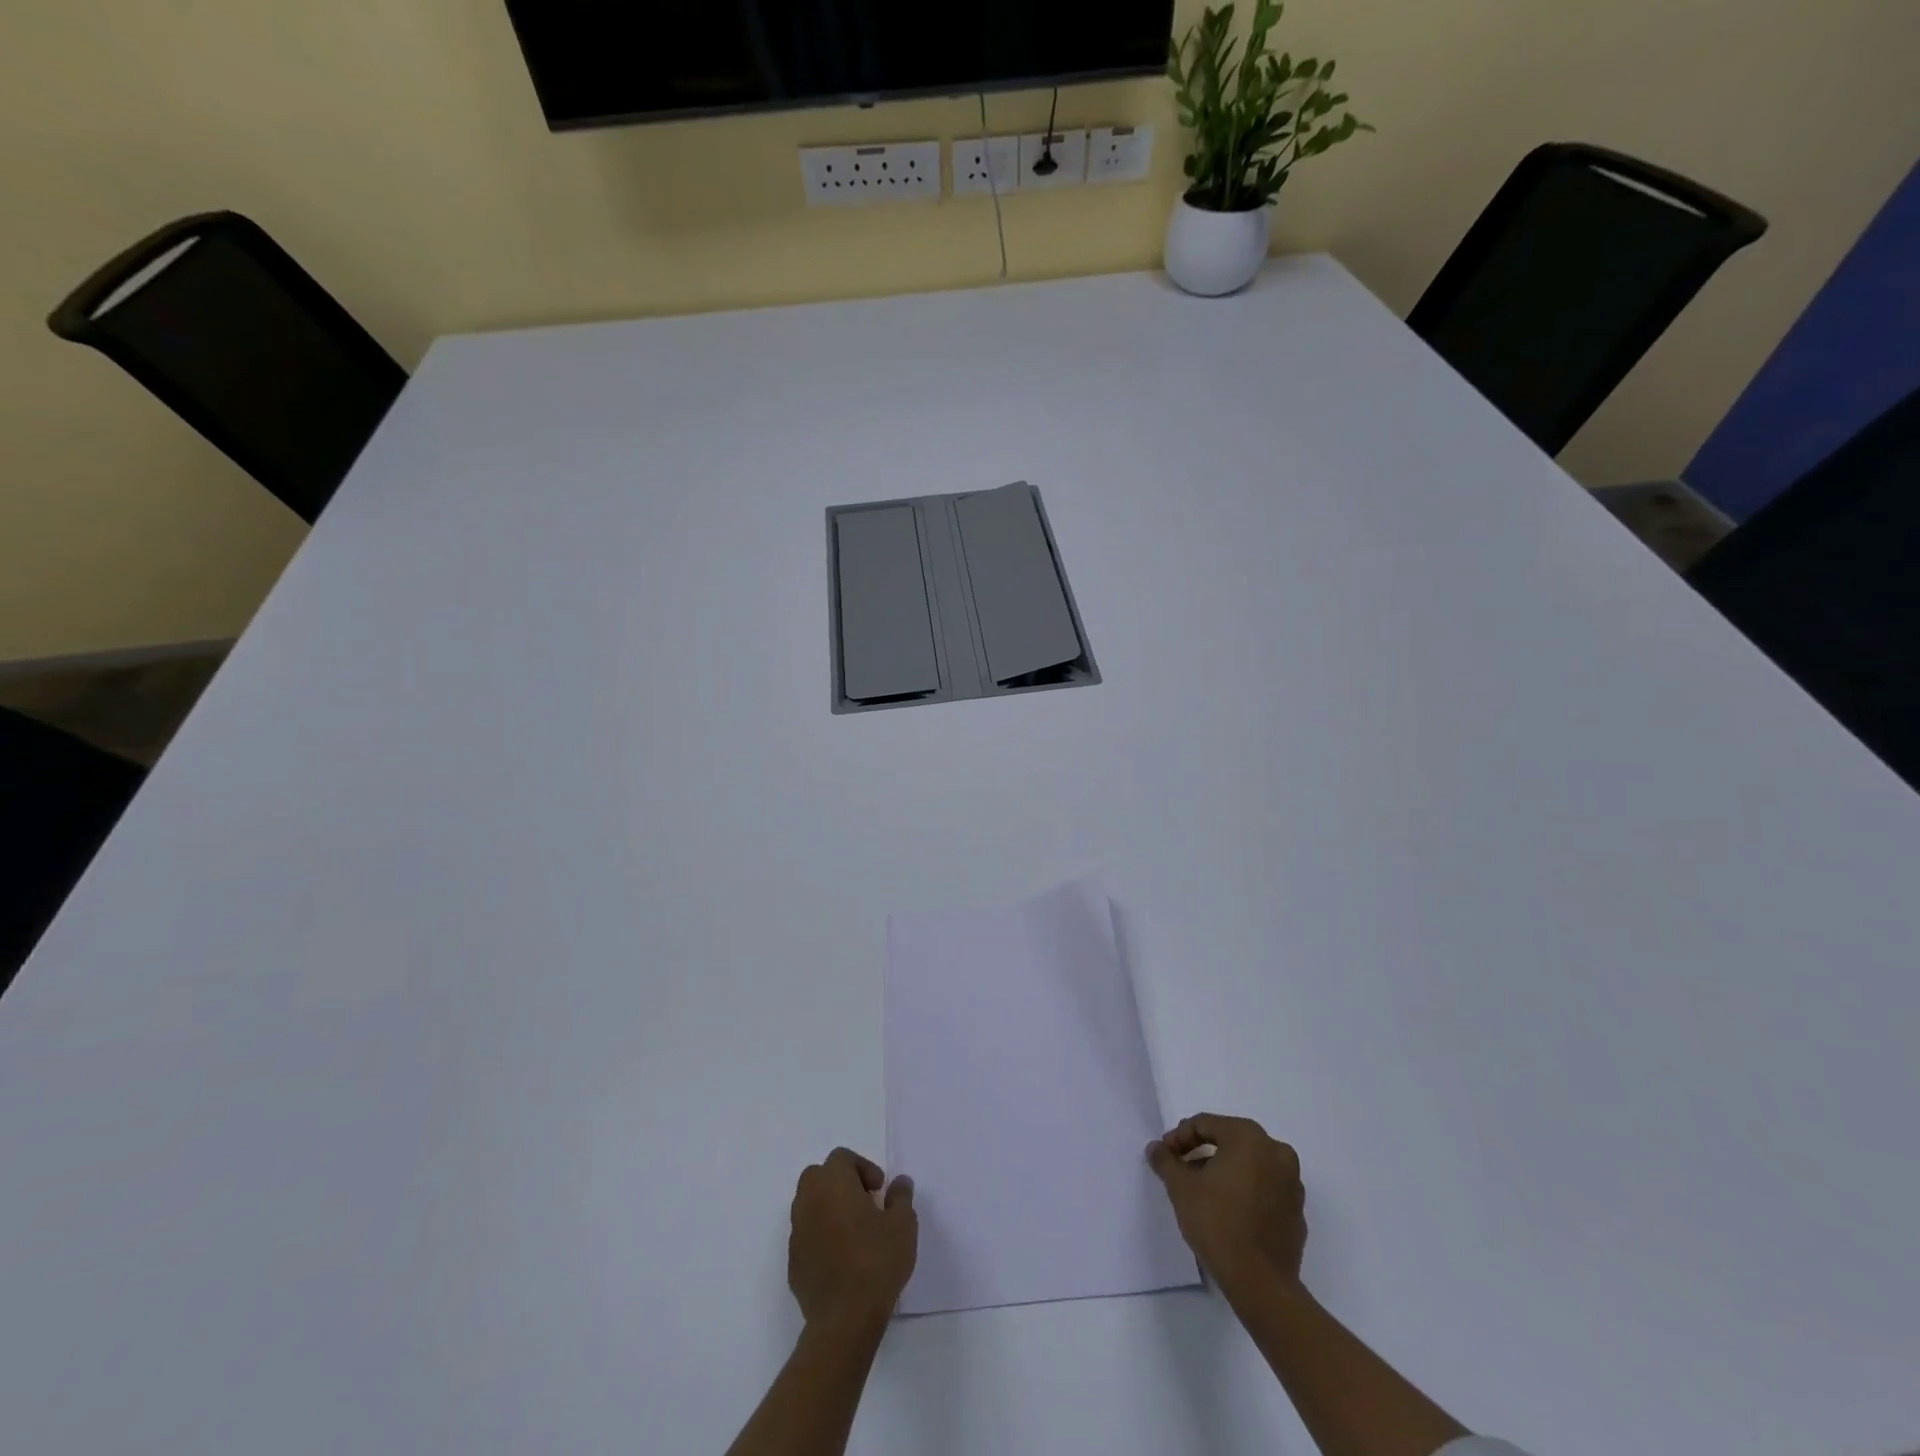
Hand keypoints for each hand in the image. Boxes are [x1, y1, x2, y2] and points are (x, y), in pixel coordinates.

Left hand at [787, 1148, 916, 1329]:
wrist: (844, 1320)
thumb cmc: (876, 1262)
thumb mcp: (903, 1224)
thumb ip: (901, 1197)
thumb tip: (900, 1182)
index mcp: (832, 1183)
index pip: (842, 1158)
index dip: (863, 1168)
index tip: (879, 1190)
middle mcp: (808, 1200)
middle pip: (819, 1176)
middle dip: (841, 1183)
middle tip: (865, 1204)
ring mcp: (797, 1232)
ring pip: (809, 1205)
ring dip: (829, 1209)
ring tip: (854, 1232)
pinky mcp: (793, 1262)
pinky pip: (807, 1235)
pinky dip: (821, 1236)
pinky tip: (841, 1259)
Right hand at [1147, 1113, 1306, 1296]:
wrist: (1261, 1284)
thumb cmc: (1218, 1223)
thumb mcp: (1181, 1187)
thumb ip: (1166, 1161)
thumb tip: (1156, 1148)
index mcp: (1249, 1137)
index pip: (1206, 1124)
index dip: (1180, 1137)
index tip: (1165, 1155)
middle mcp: (1276, 1151)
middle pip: (1230, 1140)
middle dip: (1202, 1152)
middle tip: (1181, 1169)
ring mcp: (1292, 1182)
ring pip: (1249, 1164)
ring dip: (1224, 1170)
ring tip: (1202, 1191)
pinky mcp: (1297, 1211)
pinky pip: (1265, 1188)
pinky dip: (1245, 1191)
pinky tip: (1227, 1211)